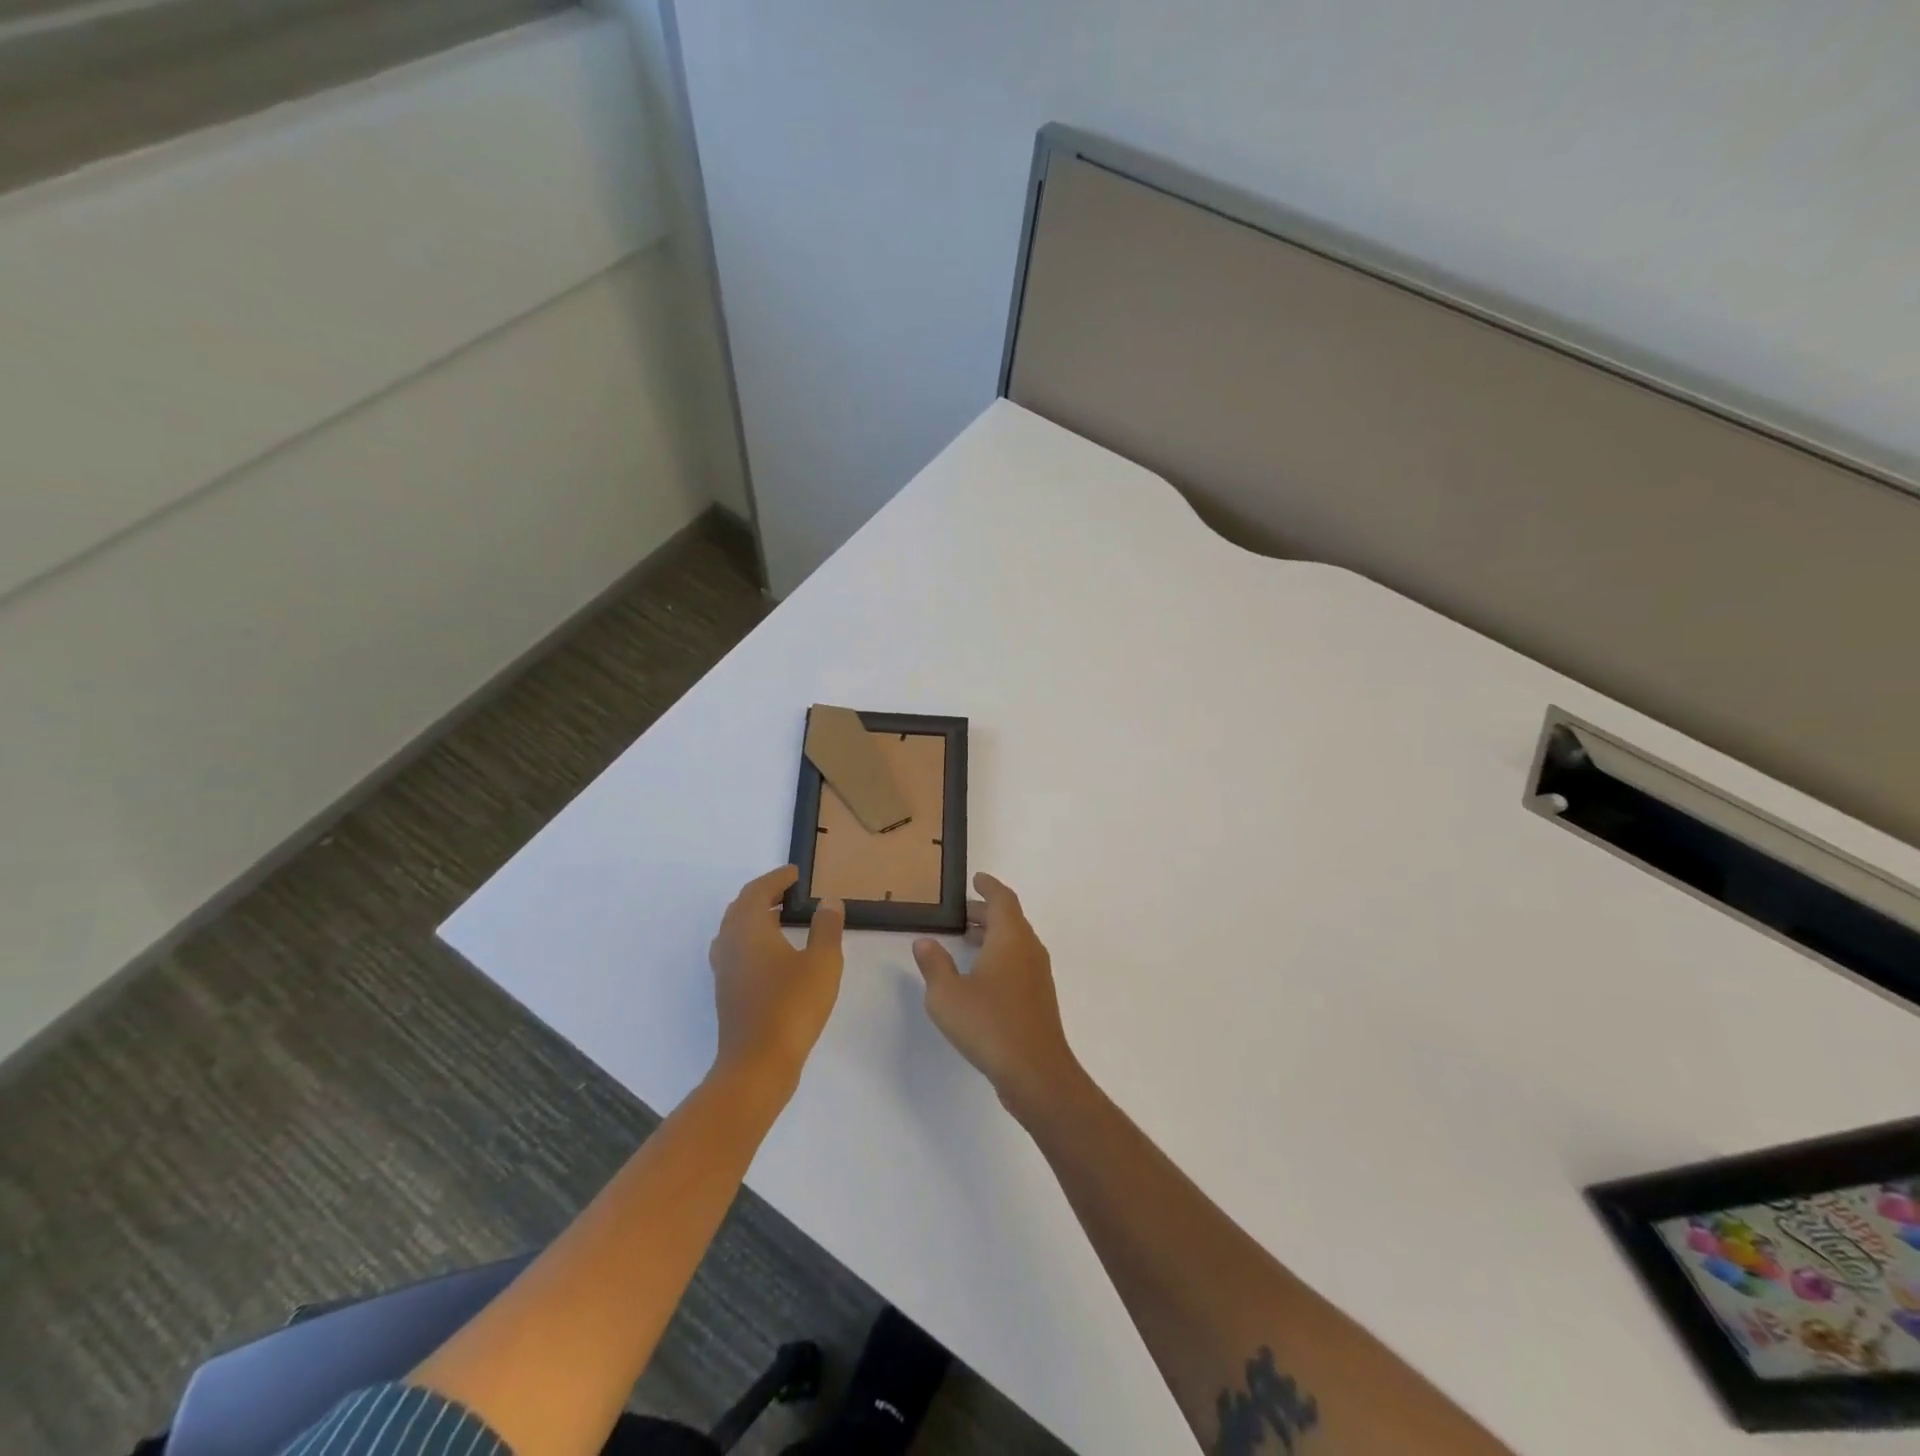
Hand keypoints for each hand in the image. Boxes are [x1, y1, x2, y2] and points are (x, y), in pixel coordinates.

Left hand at [708, 866, 844, 1088]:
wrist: (758, 1063)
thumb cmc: (792, 1006)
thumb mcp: (822, 962)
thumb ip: (826, 928)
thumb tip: (828, 902)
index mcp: (749, 928)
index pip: (758, 891)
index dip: (777, 878)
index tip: (795, 874)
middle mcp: (730, 943)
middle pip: (741, 907)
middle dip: (764, 894)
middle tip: (789, 891)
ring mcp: (724, 969)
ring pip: (734, 929)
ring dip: (755, 916)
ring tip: (781, 917)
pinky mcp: (727, 991)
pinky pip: (735, 950)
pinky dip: (752, 938)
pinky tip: (772, 954)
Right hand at [912, 873, 1081, 1119]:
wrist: (1036, 1071)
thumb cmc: (989, 1024)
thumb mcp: (947, 995)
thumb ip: (934, 964)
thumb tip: (925, 942)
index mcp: (1010, 937)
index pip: (1002, 899)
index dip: (988, 887)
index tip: (976, 879)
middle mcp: (1029, 948)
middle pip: (1010, 919)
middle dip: (986, 912)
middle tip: (961, 914)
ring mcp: (1038, 974)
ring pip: (1015, 941)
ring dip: (993, 935)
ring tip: (966, 941)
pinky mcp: (1039, 997)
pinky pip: (1019, 961)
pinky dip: (1001, 955)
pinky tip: (981, 975)